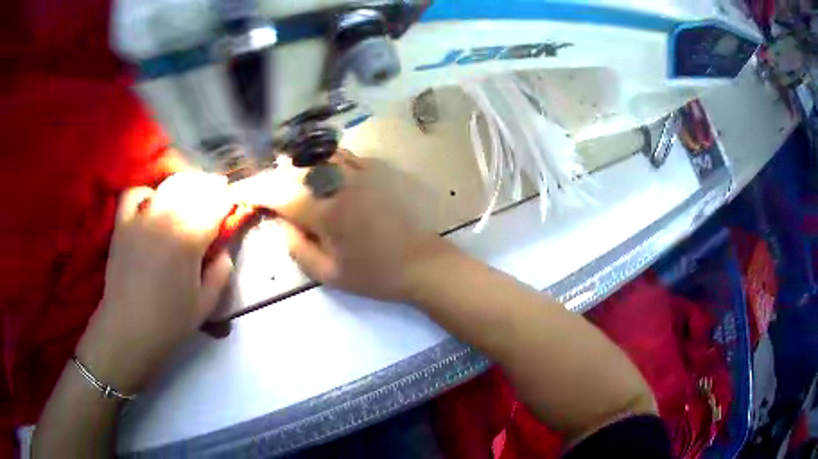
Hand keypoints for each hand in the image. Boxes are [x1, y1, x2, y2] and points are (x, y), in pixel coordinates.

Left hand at [76, 172, 233, 393]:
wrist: (128, 328)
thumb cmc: (170, 321)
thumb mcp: (206, 304)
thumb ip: (221, 271)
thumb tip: (223, 250)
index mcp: (190, 238)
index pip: (217, 204)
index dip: (228, 203)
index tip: (233, 209)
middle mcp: (166, 217)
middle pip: (194, 187)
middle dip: (210, 189)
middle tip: (216, 198)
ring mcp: (141, 217)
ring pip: (168, 185)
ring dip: (185, 186)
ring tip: (190, 195)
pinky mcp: (123, 223)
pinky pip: (135, 193)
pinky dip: (147, 193)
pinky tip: (152, 203)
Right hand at [234, 152, 450, 301]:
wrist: (421, 263)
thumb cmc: (374, 275)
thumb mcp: (327, 273)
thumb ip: (296, 245)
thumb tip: (280, 219)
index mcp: (327, 211)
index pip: (279, 193)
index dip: (253, 190)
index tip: (237, 191)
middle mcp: (340, 182)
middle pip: (295, 168)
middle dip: (273, 177)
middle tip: (263, 192)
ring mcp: (360, 170)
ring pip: (316, 155)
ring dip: (296, 165)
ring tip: (287, 181)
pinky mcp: (374, 168)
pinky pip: (339, 155)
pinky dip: (321, 160)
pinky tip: (317, 172)